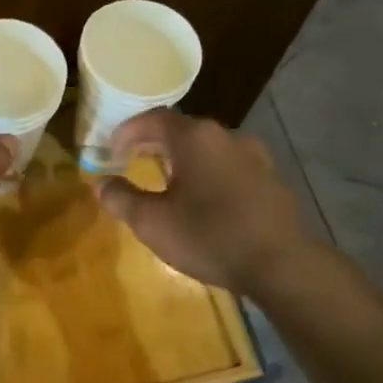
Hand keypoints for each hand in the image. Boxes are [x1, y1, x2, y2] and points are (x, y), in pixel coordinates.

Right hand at [96, 109, 320, 295]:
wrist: (281, 264)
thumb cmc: (209, 237)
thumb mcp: (152, 222)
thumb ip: (122, 199)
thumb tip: (101, 184)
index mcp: (196, 138)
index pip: (154, 119)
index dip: (128, 132)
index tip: (112, 151)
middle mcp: (228, 137)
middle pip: (183, 131)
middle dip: (154, 144)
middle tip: (133, 161)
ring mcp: (256, 157)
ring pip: (209, 149)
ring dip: (183, 159)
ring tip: (167, 181)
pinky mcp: (272, 180)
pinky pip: (230, 168)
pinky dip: (209, 174)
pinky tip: (204, 201)